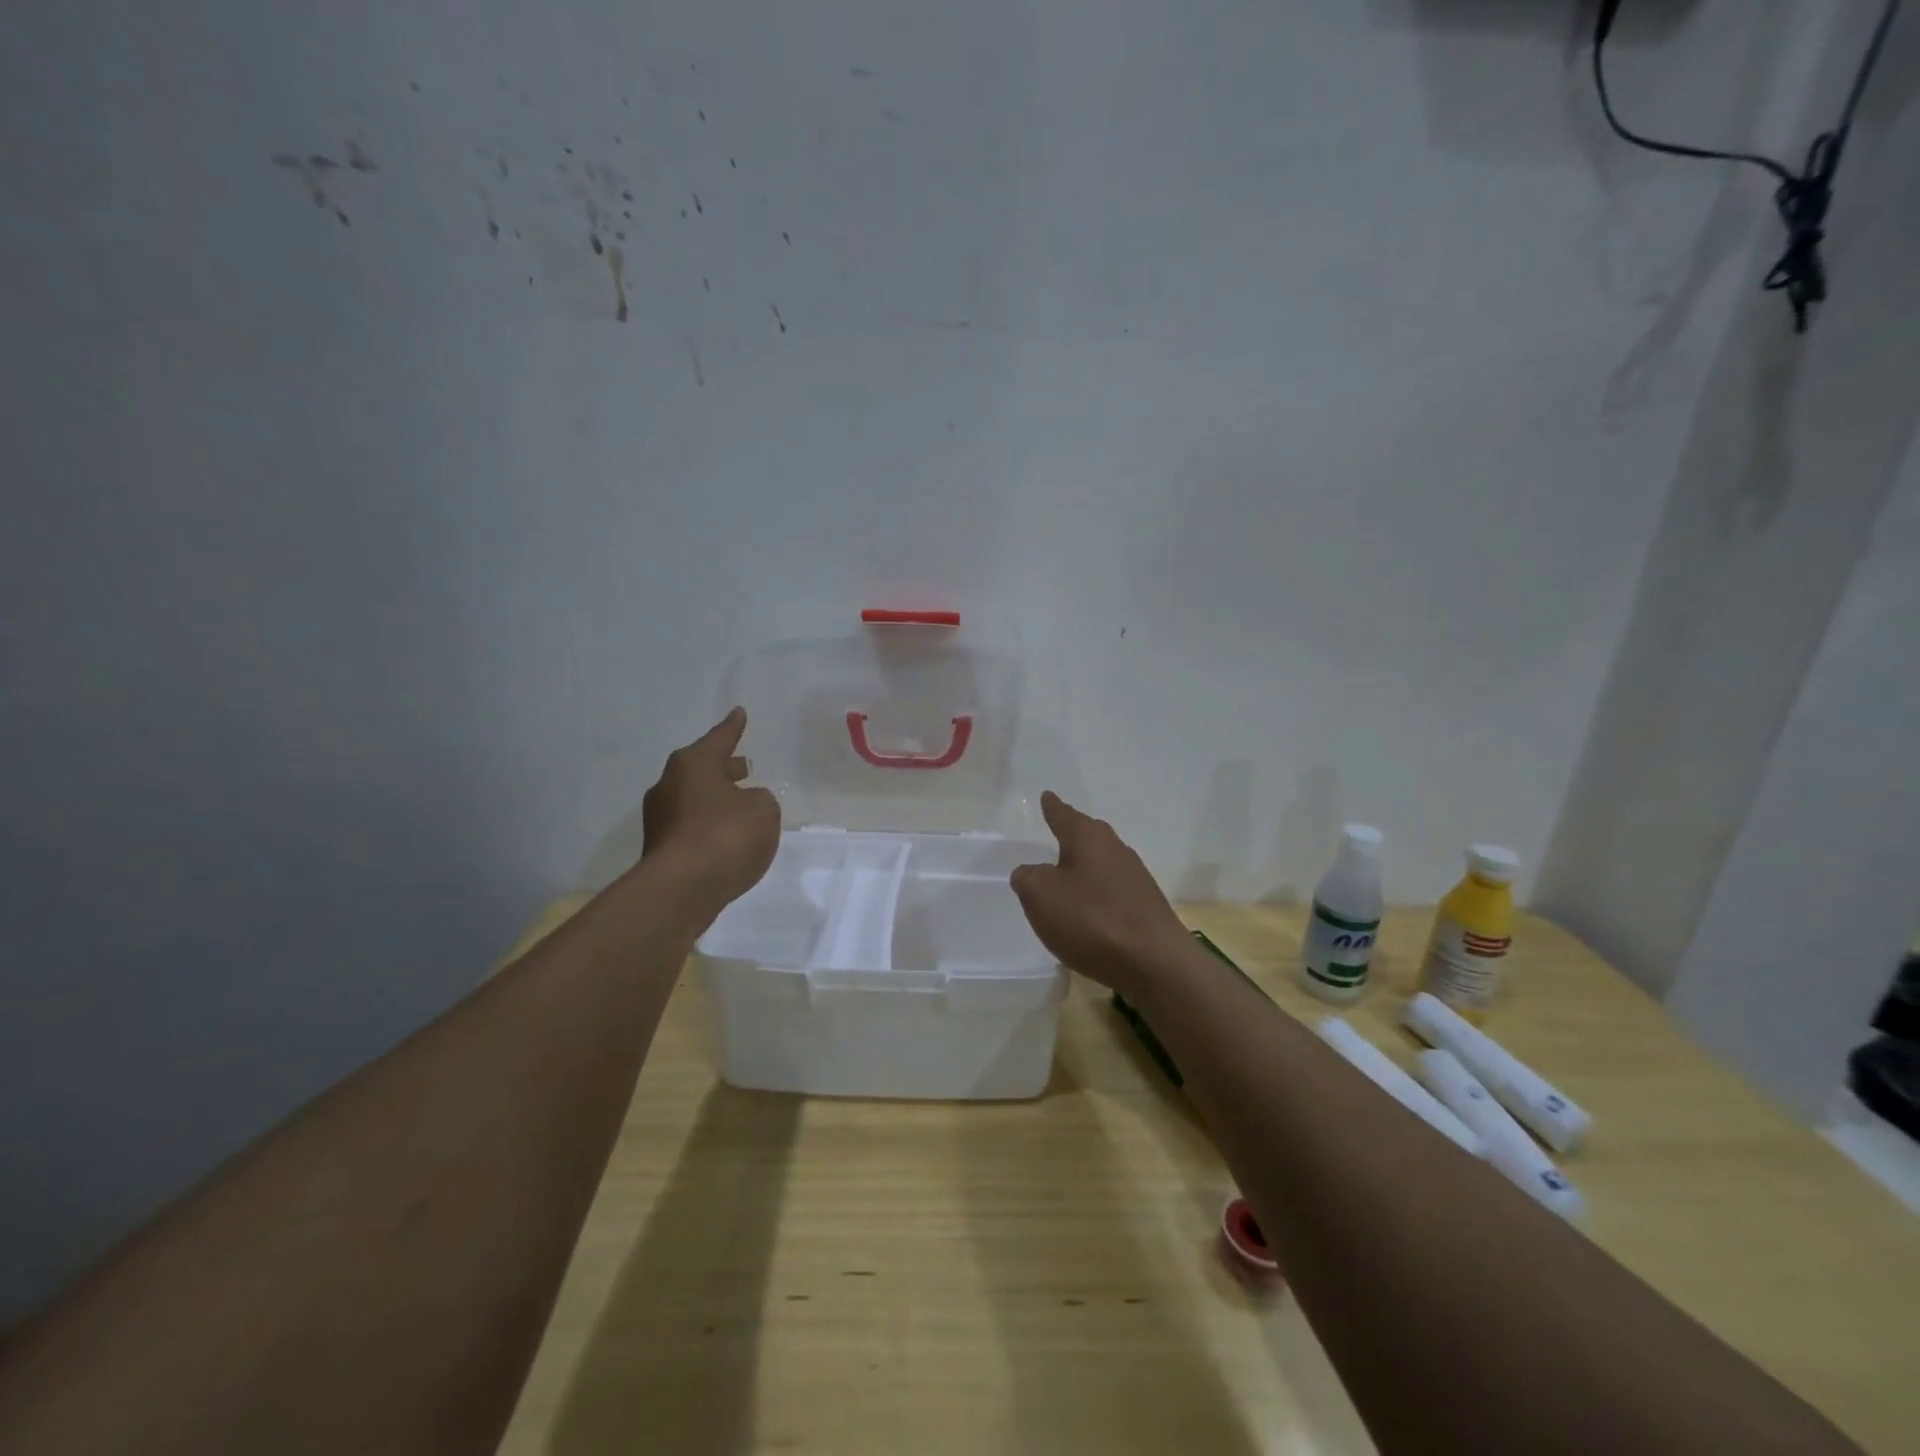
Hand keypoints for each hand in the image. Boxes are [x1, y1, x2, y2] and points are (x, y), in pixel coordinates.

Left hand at [641, 708, 780, 916]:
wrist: (681, 890)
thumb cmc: (725, 836)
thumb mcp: (763, 810)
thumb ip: (759, 800)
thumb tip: (745, 803)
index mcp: (693, 765)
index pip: (720, 738)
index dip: (733, 727)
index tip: (739, 713)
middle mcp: (670, 786)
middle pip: (702, 769)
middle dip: (724, 768)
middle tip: (745, 766)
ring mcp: (660, 820)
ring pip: (696, 799)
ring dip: (717, 799)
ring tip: (741, 805)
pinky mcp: (661, 850)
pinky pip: (693, 827)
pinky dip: (710, 826)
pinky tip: (728, 838)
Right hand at [1010, 791, 1190, 996]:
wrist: (1155, 962)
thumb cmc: (1092, 920)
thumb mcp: (1041, 897)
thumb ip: (1027, 878)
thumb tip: (1030, 872)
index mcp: (1087, 838)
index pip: (1063, 815)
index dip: (1052, 807)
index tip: (1047, 796)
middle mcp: (1115, 848)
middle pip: (1088, 834)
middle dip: (1072, 832)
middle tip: (1057, 830)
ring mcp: (1135, 876)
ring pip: (1103, 861)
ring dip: (1085, 865)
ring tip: (1068, 873)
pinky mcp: (1146, 905)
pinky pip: (1113, 889)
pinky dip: (1098, 892)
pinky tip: (1090, 909)